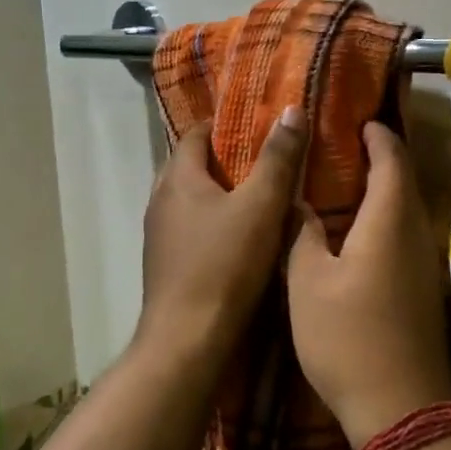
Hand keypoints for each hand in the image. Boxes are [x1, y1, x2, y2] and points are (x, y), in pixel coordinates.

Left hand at [138, 107, 306, 363]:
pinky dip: (216, 224)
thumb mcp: (262, 205)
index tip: (261, 126)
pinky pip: (193, 230)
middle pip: (193, 167)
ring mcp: (160, 236)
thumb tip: (290, 109)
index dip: (227, 125)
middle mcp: (160, 201)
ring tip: (262, 198)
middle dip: (228, 161)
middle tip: (269, 161)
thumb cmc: (224, 265)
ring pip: (193, 201)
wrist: (188, 340)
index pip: (197, 134)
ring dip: (222, 195)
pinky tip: (244, 239)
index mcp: (177, 178)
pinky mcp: (168, 266)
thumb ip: (278, 158)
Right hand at [288, 122, 450, 444]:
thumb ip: (303, 234)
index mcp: (390, 220)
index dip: (376, 135)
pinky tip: (357, 231)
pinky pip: (405, 235)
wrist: (399, 408)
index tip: (355, 120)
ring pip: (406, 209)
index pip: (391, 158)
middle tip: (342, 146)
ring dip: (382, 189)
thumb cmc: (346, 337)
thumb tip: (299, 202)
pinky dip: (384, 218)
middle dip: (379, 157)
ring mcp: (425, 264)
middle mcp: (417, 233)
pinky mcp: (423, 290)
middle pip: (404, 180)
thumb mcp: (308, 281)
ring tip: (344, 182)